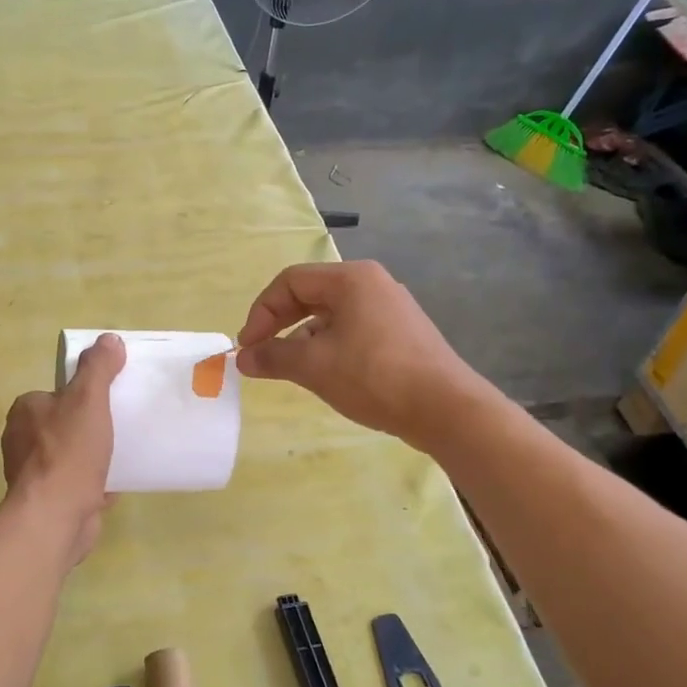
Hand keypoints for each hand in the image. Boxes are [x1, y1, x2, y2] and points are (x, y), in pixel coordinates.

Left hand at [1, 333, 124, 563]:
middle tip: (122, 425)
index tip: (110, 399)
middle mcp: (22, 441)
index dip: (82, 395)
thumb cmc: (69, 452)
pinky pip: (78, 484)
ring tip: (125, 452)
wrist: (56, 515)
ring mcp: (34, 474)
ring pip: (71, 456)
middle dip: (90, 426)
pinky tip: (118, 482)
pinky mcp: (50, 501)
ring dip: (94, 456)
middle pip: (64, 424)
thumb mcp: (88, 399)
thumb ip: (98, 368)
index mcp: (25, 411)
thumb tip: (109, 339)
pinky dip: (96, 482)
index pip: (56, 393)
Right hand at [236, 261, 483, 450]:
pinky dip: (329, 347)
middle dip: (279, 325)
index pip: (290, 282)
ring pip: (331, 316)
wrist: (444, 408)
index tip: (248, 347)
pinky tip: (326, 375)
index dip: (261, 312)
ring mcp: (390, 308)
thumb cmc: (373, 376)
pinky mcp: (401, 334)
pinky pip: (352, 331)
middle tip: (261, 354)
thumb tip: (243, 358)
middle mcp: (372, 284)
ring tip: (291, 369)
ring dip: (302, 339)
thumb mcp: (314, 366)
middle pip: (310, 295)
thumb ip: (273, 357)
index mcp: (351, 278)